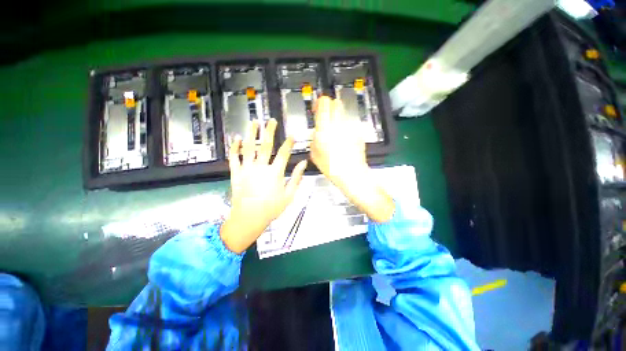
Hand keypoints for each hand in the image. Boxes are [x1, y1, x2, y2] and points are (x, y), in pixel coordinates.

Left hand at [220, 119, 306, 253]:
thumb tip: (303, 164)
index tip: (292, 135)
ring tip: (254, 122)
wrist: (249, 218)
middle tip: (271, 121)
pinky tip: (236, 138)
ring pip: (249, 147)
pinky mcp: (236, 173)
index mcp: (275, 173)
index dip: (289, 143)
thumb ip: (296, 178)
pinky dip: (234, 147)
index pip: (284, 153)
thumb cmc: (271, 208)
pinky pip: (234, 157)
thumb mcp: (289, 195)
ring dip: (251, 133)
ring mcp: (247, 169)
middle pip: (266, 145)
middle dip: (269, 132)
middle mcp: (261, 167)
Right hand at [310, 96, 393, 221]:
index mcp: (325, 129)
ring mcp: (350, 128)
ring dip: (337, 118)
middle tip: (326, 117)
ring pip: (343, 114)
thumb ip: (314, 139)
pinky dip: (345, 128)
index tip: (318, 108)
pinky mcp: (357, 133)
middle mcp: (338, 125)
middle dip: (330, 107)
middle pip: (336, 103)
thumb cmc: (332, 167)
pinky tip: (343, 141)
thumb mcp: (315, 154)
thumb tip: (317, 133)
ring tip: (335, 132)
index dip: (320, 102)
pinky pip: (349, 125)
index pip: (324, 103)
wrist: (352, 174)